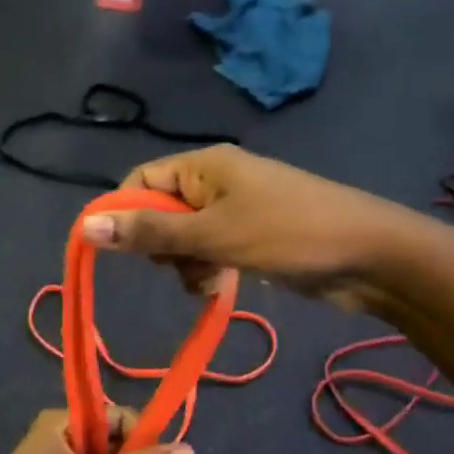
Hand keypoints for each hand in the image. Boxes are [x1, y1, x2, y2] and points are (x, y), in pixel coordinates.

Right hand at [78, 145, 404, 312]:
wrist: (369, 257)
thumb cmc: (287, 234)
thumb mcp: (212, 235)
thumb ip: (149, 234)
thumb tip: (85, 226)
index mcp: (204, 166)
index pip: (141, 182)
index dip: (125, 214)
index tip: (122, 252)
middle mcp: (215, 182)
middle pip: (160, 214)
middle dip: (163, 247)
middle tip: (184, 264)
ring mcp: (234, 211)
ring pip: (183, 240)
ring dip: (187, 265)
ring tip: (210, 280)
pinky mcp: (250, 238)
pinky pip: (209, 253)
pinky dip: (209, 270)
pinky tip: (221, 287)